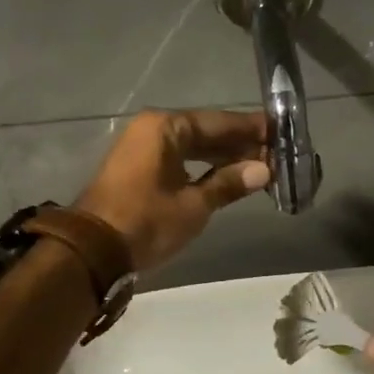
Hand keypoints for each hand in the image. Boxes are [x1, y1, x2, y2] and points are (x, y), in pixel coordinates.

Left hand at [76, 110, 270, 271]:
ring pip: (193, 146)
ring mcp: (142, 147)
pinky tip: (226, 176)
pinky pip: (179, 158)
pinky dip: (202, 166)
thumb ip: (229, 183)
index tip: (281, 132)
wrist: (93, 251)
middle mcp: (153, 128)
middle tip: (276, 154)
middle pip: (206, 131)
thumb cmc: (147, 222)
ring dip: (223, 157)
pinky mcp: (138, 167)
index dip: (252, 129)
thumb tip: (264, 170)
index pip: (219, 122)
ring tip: (258, 167)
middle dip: (240, 144)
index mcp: (166, 127)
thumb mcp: (194, 205)